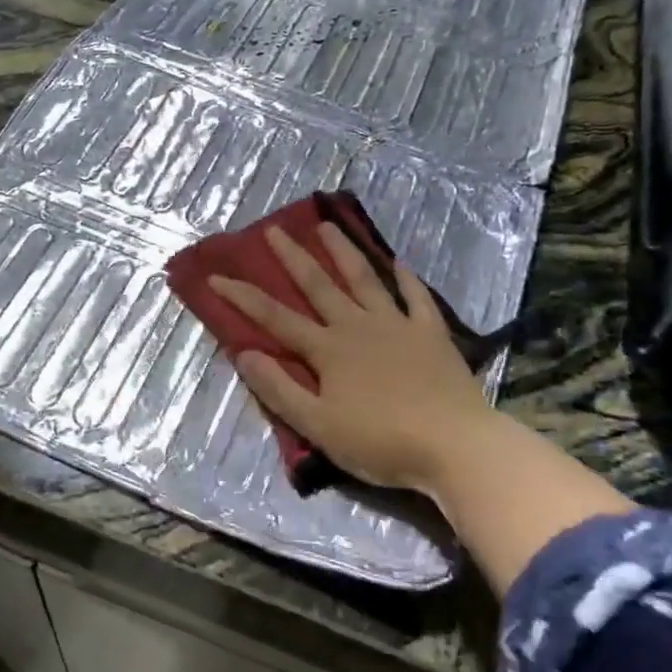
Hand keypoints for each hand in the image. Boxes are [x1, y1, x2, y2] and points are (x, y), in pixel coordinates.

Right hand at [208, 223, 496, 498]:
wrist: (454, 445)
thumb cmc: (380, 442)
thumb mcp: (318, 425)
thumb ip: (279, 389)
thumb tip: (243, 353)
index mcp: (328, 349)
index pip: (275, 318)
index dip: (243, 297)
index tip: (217, 275)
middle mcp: (358, 326)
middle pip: (319, 285)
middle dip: (293, 257)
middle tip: (274, 229)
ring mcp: (397, 325)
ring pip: (365, 280)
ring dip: (344, 252)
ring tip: (328, 226)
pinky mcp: (431, 334)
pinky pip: (416, 298)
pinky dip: (407, 279)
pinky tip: (400, 263)